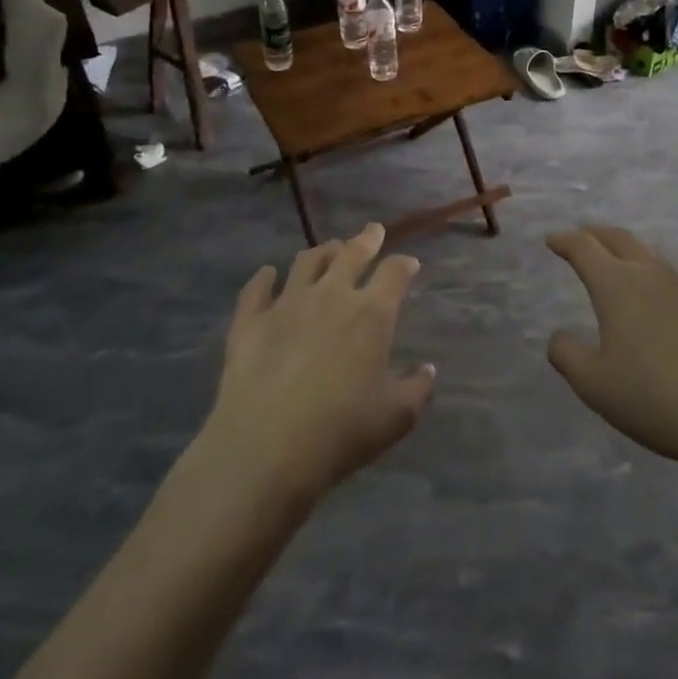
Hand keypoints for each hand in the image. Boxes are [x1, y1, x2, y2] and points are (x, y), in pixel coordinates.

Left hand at [206, 224, 435, 503]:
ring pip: (306, 262)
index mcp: (371, 313)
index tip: (409, 262)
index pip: (395, 273)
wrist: (266, 447)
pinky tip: (267, 274)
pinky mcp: (249, 320)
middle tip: (372, 231)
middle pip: (351, 254)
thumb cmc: (341, 431)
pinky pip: (257, 288)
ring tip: (328, 249)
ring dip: (322, 252)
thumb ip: (417, 389)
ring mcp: (286, 303)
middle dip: (366, 239)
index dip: (404, 264)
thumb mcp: (396, 417)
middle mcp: (331, 295)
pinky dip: (264, 278)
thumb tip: (427, 370)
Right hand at [546, 226, 677, 472]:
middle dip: (595, 234)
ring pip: (648, 254)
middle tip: (580, 236)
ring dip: (625, 249)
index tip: (551, 239)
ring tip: (614, 260)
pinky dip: (649, 272)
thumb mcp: (595, 385)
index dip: (564, 240)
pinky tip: (651, 297)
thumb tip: (558, 337)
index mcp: (618, 285)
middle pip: (619, 238)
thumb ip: (567, 356)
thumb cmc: (657, 398)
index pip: (585, 248)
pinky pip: (669, 276)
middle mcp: (651, 275)